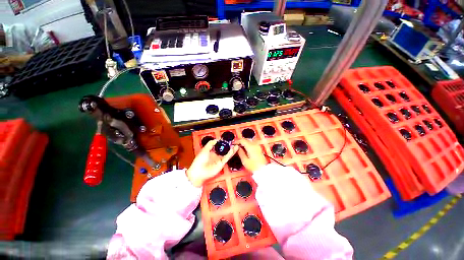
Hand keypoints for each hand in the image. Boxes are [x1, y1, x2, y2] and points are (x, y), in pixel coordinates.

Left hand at [186, 140, 238, 186]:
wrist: (199, 172)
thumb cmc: (199, 161)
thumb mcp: (204, 150)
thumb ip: (210, 144)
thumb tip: (216, 139)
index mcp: (211, 152)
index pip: (218, 146)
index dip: (222, 143)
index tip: (226, 139)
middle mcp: (216, 156)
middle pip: (224, 150)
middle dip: (228, 146)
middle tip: (233, 142)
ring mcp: (219, 160)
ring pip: (227, 154)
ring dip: (231, 150)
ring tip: (236, 145)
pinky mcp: (221, 164)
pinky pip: (227, 158)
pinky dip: (230, 154)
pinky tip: (233, 149)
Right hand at [236, 139, 267, 171]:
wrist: (263, 170)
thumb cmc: (254, 167)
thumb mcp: (244, 160)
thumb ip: (240, 152)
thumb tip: (237, 148)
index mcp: (250, 147)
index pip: (242, 140)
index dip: (236, 141)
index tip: (233, 143)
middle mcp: (254, 145)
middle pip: (246, 139)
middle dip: (240, 141)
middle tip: (235, 145)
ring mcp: (257, 146)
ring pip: (249, 141)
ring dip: (244, 142)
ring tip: (239, 147)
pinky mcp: (259, 148)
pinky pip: (251, 143)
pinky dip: (247, 144)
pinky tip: (245, 148)